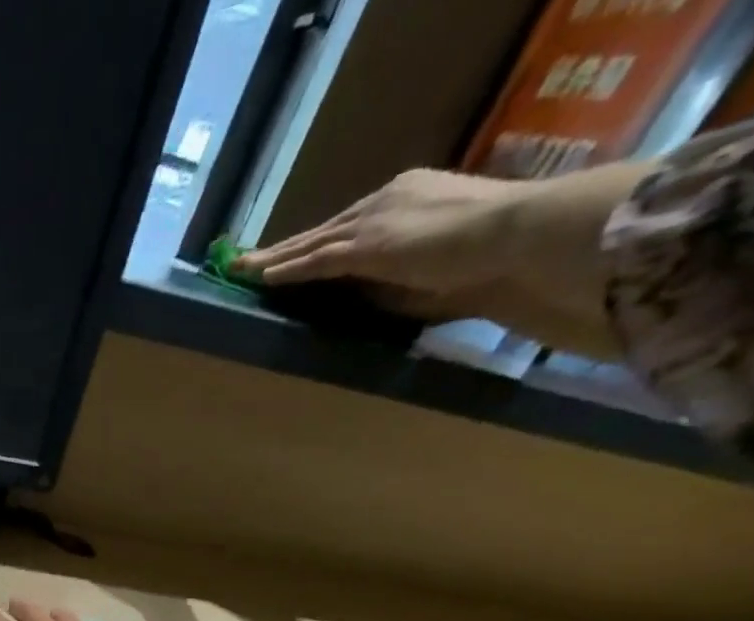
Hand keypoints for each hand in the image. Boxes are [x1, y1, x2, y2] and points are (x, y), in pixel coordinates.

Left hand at [241, 161, 651, 356]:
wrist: (513, 236)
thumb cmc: (488, 257)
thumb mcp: (437, 260)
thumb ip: (402, 269)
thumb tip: (373, 291)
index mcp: (411, 196)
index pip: (350, 222)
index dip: (319, 239)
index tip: (293, 250)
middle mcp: (387, 200)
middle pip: (323, 229)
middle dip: (285, 246)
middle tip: (248, 259)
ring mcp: (375, 221)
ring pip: (311, 243)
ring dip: (273, 259)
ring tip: (240, 269)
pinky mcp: (368, 246)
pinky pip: (317, 260)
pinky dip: (287, 270)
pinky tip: (259, 278)